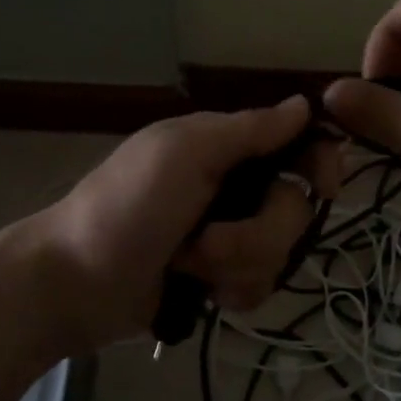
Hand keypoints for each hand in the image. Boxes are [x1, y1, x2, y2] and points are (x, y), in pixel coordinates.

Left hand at [37, 97, 341, 351]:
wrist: (75, 284)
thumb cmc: (127, 206)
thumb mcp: (185, 153)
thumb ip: (248, 131)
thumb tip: (304, 105)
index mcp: (226, 148)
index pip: (297, 145)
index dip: (320, 163)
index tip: (325, 187)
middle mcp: (235, 188)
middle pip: (295, 209)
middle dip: (257, 234)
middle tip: (206, 242)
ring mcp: (229, 237)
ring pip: (280, 253)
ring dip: (237, 265)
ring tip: (190, 267)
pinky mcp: (221, 279)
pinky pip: (261, 286)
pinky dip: (232, 292)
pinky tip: (202, 295)